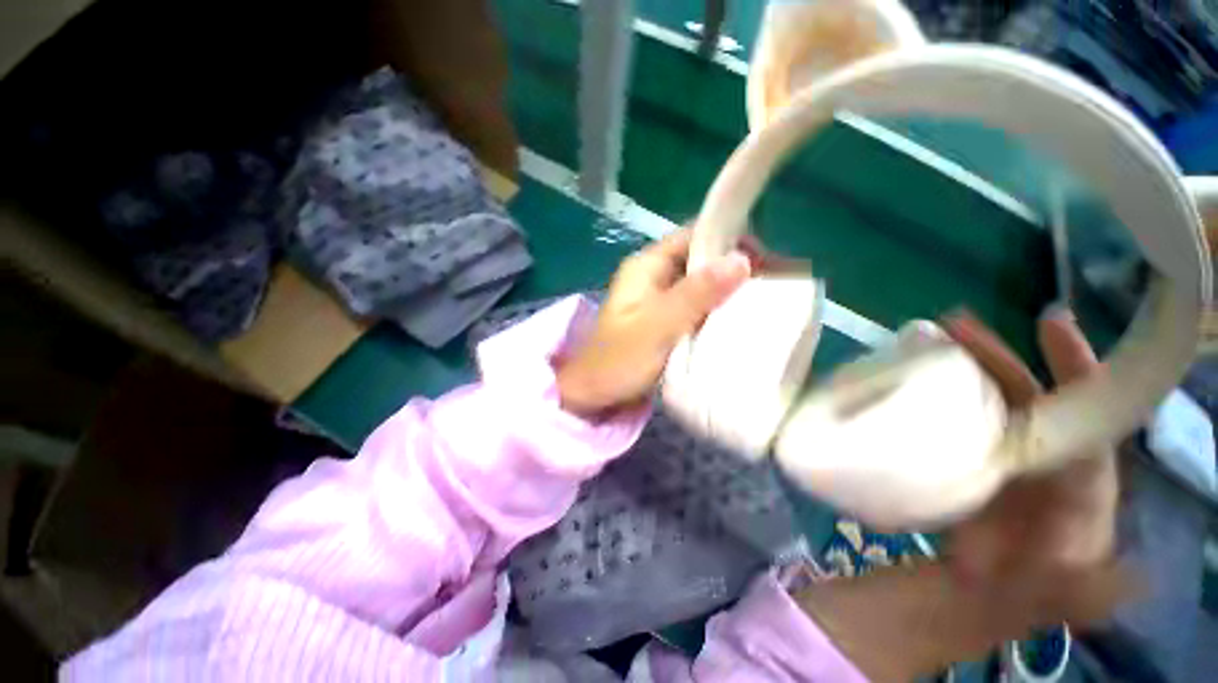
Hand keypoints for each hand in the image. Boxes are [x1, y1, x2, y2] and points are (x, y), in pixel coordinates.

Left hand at [555, 229, 750, 416]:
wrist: (594, 395)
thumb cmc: (619, 361)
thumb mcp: (658, 326)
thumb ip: (696, 295)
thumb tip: (741, 260)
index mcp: (646, 266)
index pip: (693, 236)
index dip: (728, 240)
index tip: (764, 260)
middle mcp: (654, 276)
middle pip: (700, 260)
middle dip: (734, 268)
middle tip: (774, 284)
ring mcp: (660, 299)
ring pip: (701, 284)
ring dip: (729, 291)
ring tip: (767, 300)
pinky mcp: (666, 321)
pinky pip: (697, 307)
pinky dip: (717, 310)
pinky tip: (741, 319)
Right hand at [944, 308, 1118, 579]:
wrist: (993, 585)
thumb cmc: (1038, 583)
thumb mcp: (1064, 589)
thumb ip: (1086, 586)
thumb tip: (1129, 576)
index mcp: (1077, 473)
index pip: (1081, 412)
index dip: (1072, 365)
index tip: (1048, 323)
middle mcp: (1038, 450)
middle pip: (1020, 392)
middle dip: (991, 353)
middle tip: (952, 325)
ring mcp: (996, 449)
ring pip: (981, 398)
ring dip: (955, 366)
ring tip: (919, 341)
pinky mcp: (963, 455)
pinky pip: (948, 418)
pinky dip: (928, 395)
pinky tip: (902, 380)